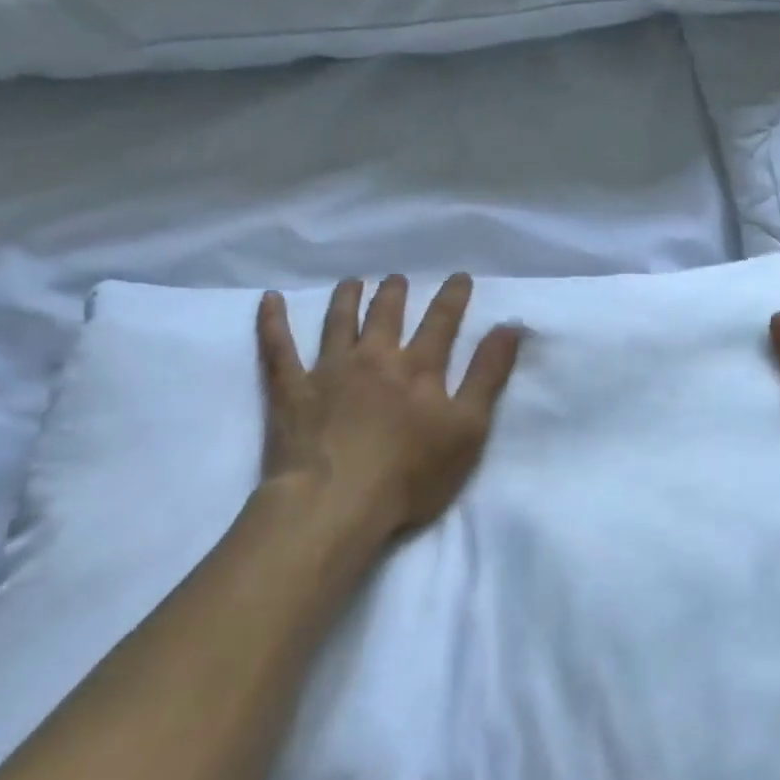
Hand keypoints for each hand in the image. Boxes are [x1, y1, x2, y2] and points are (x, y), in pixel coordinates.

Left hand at [256, 274, 522, 548]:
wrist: (336, 503)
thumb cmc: (411, 473)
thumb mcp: (468, 428)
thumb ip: (488, 375)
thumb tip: (509, 325)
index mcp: (418, 368)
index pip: (441, 322)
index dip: (452, 297)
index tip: (459, 277)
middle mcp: (374, 358)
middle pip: (386, 315)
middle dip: (395, 293)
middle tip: (397, 278)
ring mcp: (329, 371)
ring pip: (338, 322)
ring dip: (347, 299)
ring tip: (352, 282)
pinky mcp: (291, 390)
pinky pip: (278, 348)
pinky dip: (273, 321)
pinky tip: (269, 300)